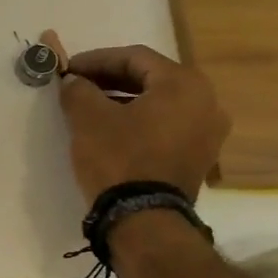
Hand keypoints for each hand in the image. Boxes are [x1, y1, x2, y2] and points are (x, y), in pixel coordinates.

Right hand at [42, 30, 228, 205]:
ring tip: (91, 108)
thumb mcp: (88, 118)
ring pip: (159, 104)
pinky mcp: (199, 158)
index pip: (135, 57)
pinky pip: (166, 126)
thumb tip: (74, 82)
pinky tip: (113, 130)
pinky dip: (140, 122)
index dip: (97, 59)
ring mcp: (208, 132)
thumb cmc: (119, 159)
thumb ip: (79, 90)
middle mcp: (207, 102)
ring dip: (124, 100)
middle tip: (78, 85)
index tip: (69, 68)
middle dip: (111, 79)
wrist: (145, 220)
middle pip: (151, 78)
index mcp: (184, 84)